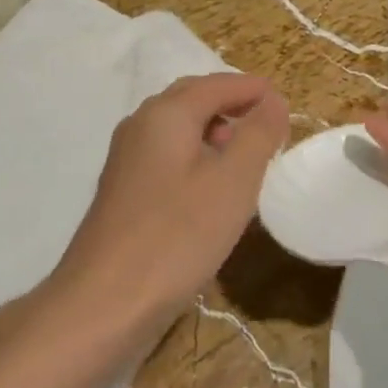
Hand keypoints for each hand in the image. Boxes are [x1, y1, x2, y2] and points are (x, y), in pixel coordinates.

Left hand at [54, 73, 289, 325]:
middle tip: (267, 123)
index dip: (252, 89)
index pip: (217, 84)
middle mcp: (141, 124)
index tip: (284, 102)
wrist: (102, 303)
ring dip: (213, 129)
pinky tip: (211, 187)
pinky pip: (166, 154)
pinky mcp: (123, 189)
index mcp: (166, 113)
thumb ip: (258, 134)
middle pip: (193, 98)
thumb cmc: (176, 236)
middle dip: (232, 104)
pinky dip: (195, 154)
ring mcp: (126, 157)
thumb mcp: (233, 182)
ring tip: (244, 156)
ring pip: (178, 127)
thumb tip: (273, 99)